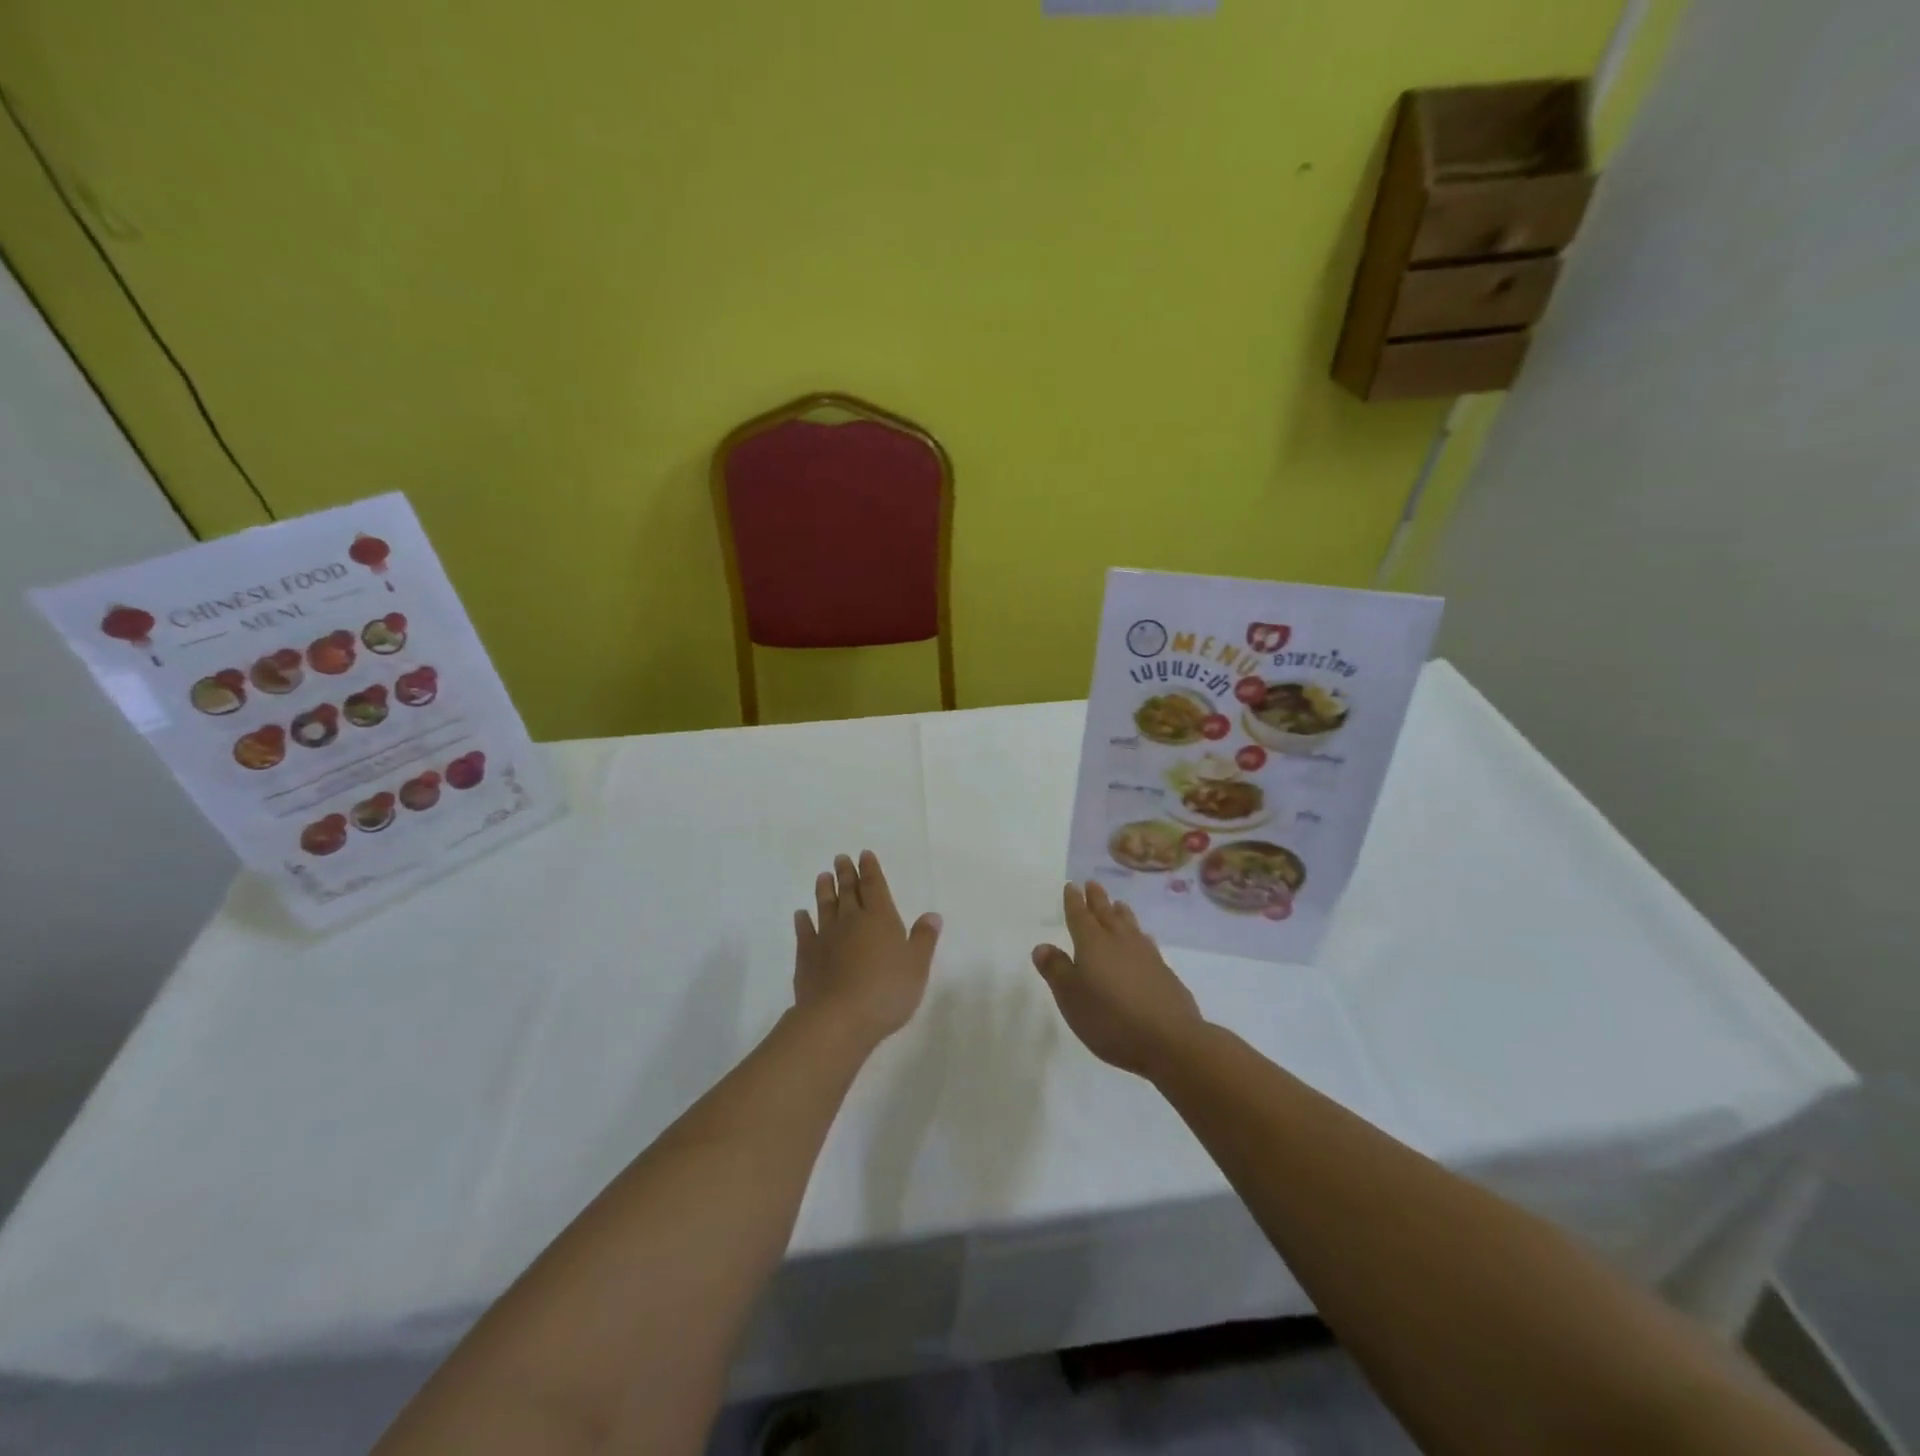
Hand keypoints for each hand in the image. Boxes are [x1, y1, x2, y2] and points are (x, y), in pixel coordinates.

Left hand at [794, 851, 941, 1047]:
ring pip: (825, 906)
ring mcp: (825, 937)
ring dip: (825, 890)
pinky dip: (803, 921)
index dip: (870, 869)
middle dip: (846, 873)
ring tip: (822, 876)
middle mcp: (851, 920)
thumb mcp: (917, 966)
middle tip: (840, 858)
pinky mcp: (807, 956)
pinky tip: (801, 914)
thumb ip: (924, 939)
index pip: (875, 886)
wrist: (838, 1018)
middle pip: (848, 891)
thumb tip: (932, 915)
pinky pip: (804, 931)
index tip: (864, 854)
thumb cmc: (886, 991)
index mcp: (880, 918)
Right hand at [1032, 882, 1204, 1077]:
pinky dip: (1139, 934)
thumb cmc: (1110, 1020)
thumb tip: (1042, 946)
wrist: (1170, 1040)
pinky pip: (1146, 942)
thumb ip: (1056, 970)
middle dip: (1097, 899)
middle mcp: (1119, 941)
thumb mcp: (1071, 999)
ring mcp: (1145, 955)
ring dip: (1120, 912)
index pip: (1079, 916)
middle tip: (1092, 883)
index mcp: (1092, 945)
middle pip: (1105, 914)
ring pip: (1129, 925)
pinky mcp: (1163, 971)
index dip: (1073, 901)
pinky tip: (1143, 939)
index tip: (1071, 886)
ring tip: (1117, 903)